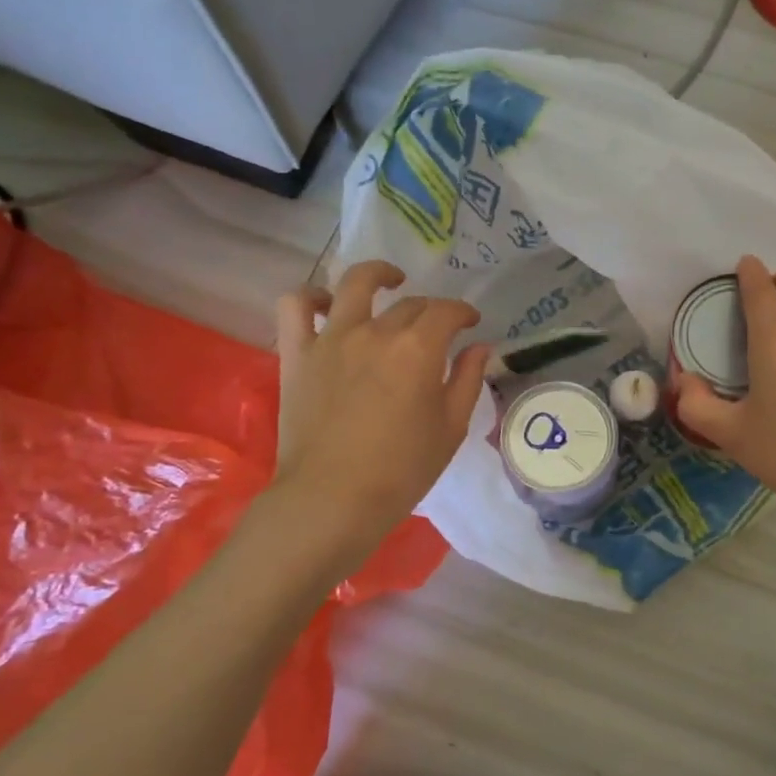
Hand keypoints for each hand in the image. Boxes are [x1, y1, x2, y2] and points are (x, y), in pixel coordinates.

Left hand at [269, 262, 489, 560]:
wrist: (332, 500)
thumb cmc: (401, 471)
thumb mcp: (450, 429)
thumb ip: (467, 380)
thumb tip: (479, 347)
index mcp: (418, 349)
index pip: (447, 312)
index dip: (463, 313)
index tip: (471, 323)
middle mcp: (376, 332)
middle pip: (409, 304)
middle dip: (431, 311)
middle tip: (437, 331)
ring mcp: (332, 339)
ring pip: (354, 284)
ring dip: (377, 275)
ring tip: (388, 282)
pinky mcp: (298, 354)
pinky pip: (296, 307)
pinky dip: (311, 298)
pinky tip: (326, 305)